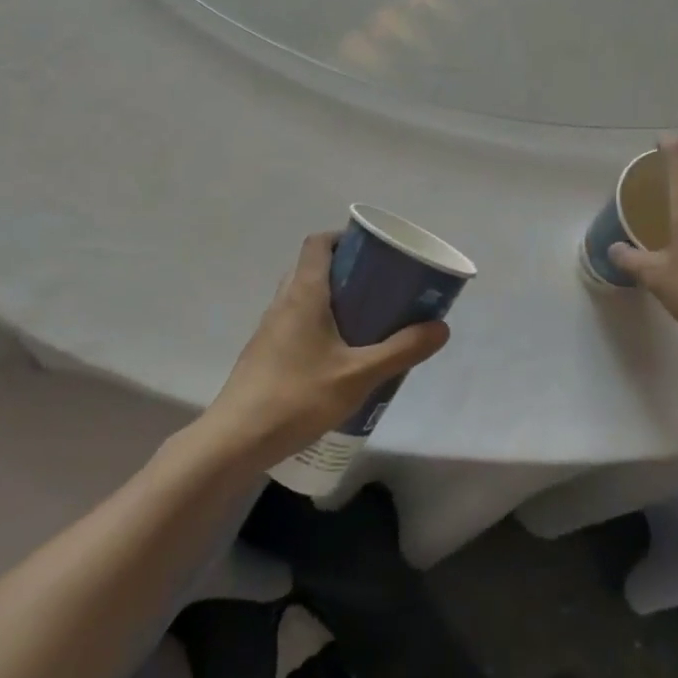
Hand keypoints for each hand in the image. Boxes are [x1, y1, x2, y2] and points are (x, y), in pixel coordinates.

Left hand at [203, 231, 449, 466]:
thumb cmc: (297, 396)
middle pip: (312, 267)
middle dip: (345, 270)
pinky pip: (295, 322)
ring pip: (302, 296)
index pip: (318, 243)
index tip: (372, 251)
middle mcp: (283, 301)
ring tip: (364, 321)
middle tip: (378, 287)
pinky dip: (318, 324)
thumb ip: (401, 350)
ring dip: (331, 299)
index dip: (343, 237)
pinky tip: (338, 356)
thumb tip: (441, 327)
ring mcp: (269, 328)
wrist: (236, 440)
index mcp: (303, 292)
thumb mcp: (358, 375)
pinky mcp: (264, 353)